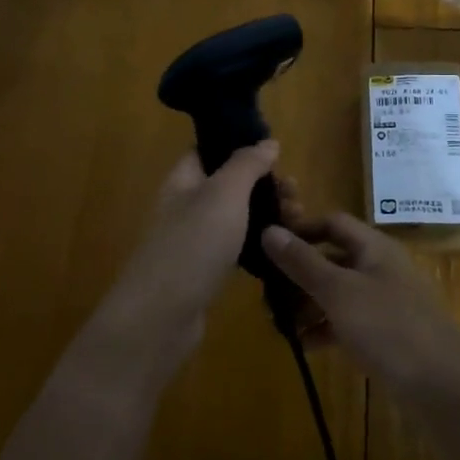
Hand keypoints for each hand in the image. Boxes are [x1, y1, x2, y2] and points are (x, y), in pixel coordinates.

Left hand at [88, 142, 279, 380]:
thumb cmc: (193, 245)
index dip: (241, 146)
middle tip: (296, 196)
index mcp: (184, 180)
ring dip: (266, 215)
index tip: (277, 154)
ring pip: (236, 217)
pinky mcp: (205, 271)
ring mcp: (195, 240)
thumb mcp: (224, 194)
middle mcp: (186, 205)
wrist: (160, 318)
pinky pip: (236, 248)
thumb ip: (246, 165)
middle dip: (265, 186)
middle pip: (229, 184)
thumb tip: (267, 142)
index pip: (210, 150)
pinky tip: (281, 250)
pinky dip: (258, 245)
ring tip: (298, 222)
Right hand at [260, 188, 459, 388]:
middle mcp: (380, 269)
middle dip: (298, 274)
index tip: (267, 248)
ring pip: (338, 293)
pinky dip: (325, 329)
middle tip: (265, 295)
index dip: (301, 229)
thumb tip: (268, 230)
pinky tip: (303, 345)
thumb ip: (302, 262)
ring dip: (307, 304)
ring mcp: (385, 304)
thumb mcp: (339, 292)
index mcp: (374, 248)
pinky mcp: (386, 336)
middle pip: (332, 259)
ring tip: (277, 324)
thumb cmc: (389, 328)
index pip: (332, 223)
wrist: (445, 387)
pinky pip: (347, 322)